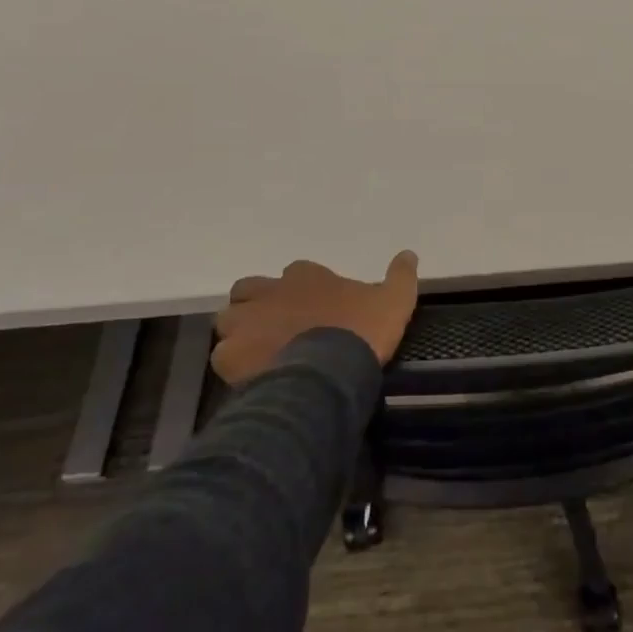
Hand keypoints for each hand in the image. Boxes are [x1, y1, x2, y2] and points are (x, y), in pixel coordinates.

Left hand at [211, 252, 418, 384]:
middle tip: (275, 327)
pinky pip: (223, 357)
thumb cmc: (363, 329)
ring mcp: (247, 322)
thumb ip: (401, 275)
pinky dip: (234, 365)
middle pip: (249, 291)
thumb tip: (409, 252)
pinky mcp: (231, 355)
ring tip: (259, 354)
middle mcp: (270, 292)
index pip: (295, 273)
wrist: (332, 369)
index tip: (314, 308)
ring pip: (230, 321)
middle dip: (257, 305)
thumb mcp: (395, 299)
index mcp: (306, 275)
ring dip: (240, 333)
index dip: (301, 290)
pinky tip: (252, 378)